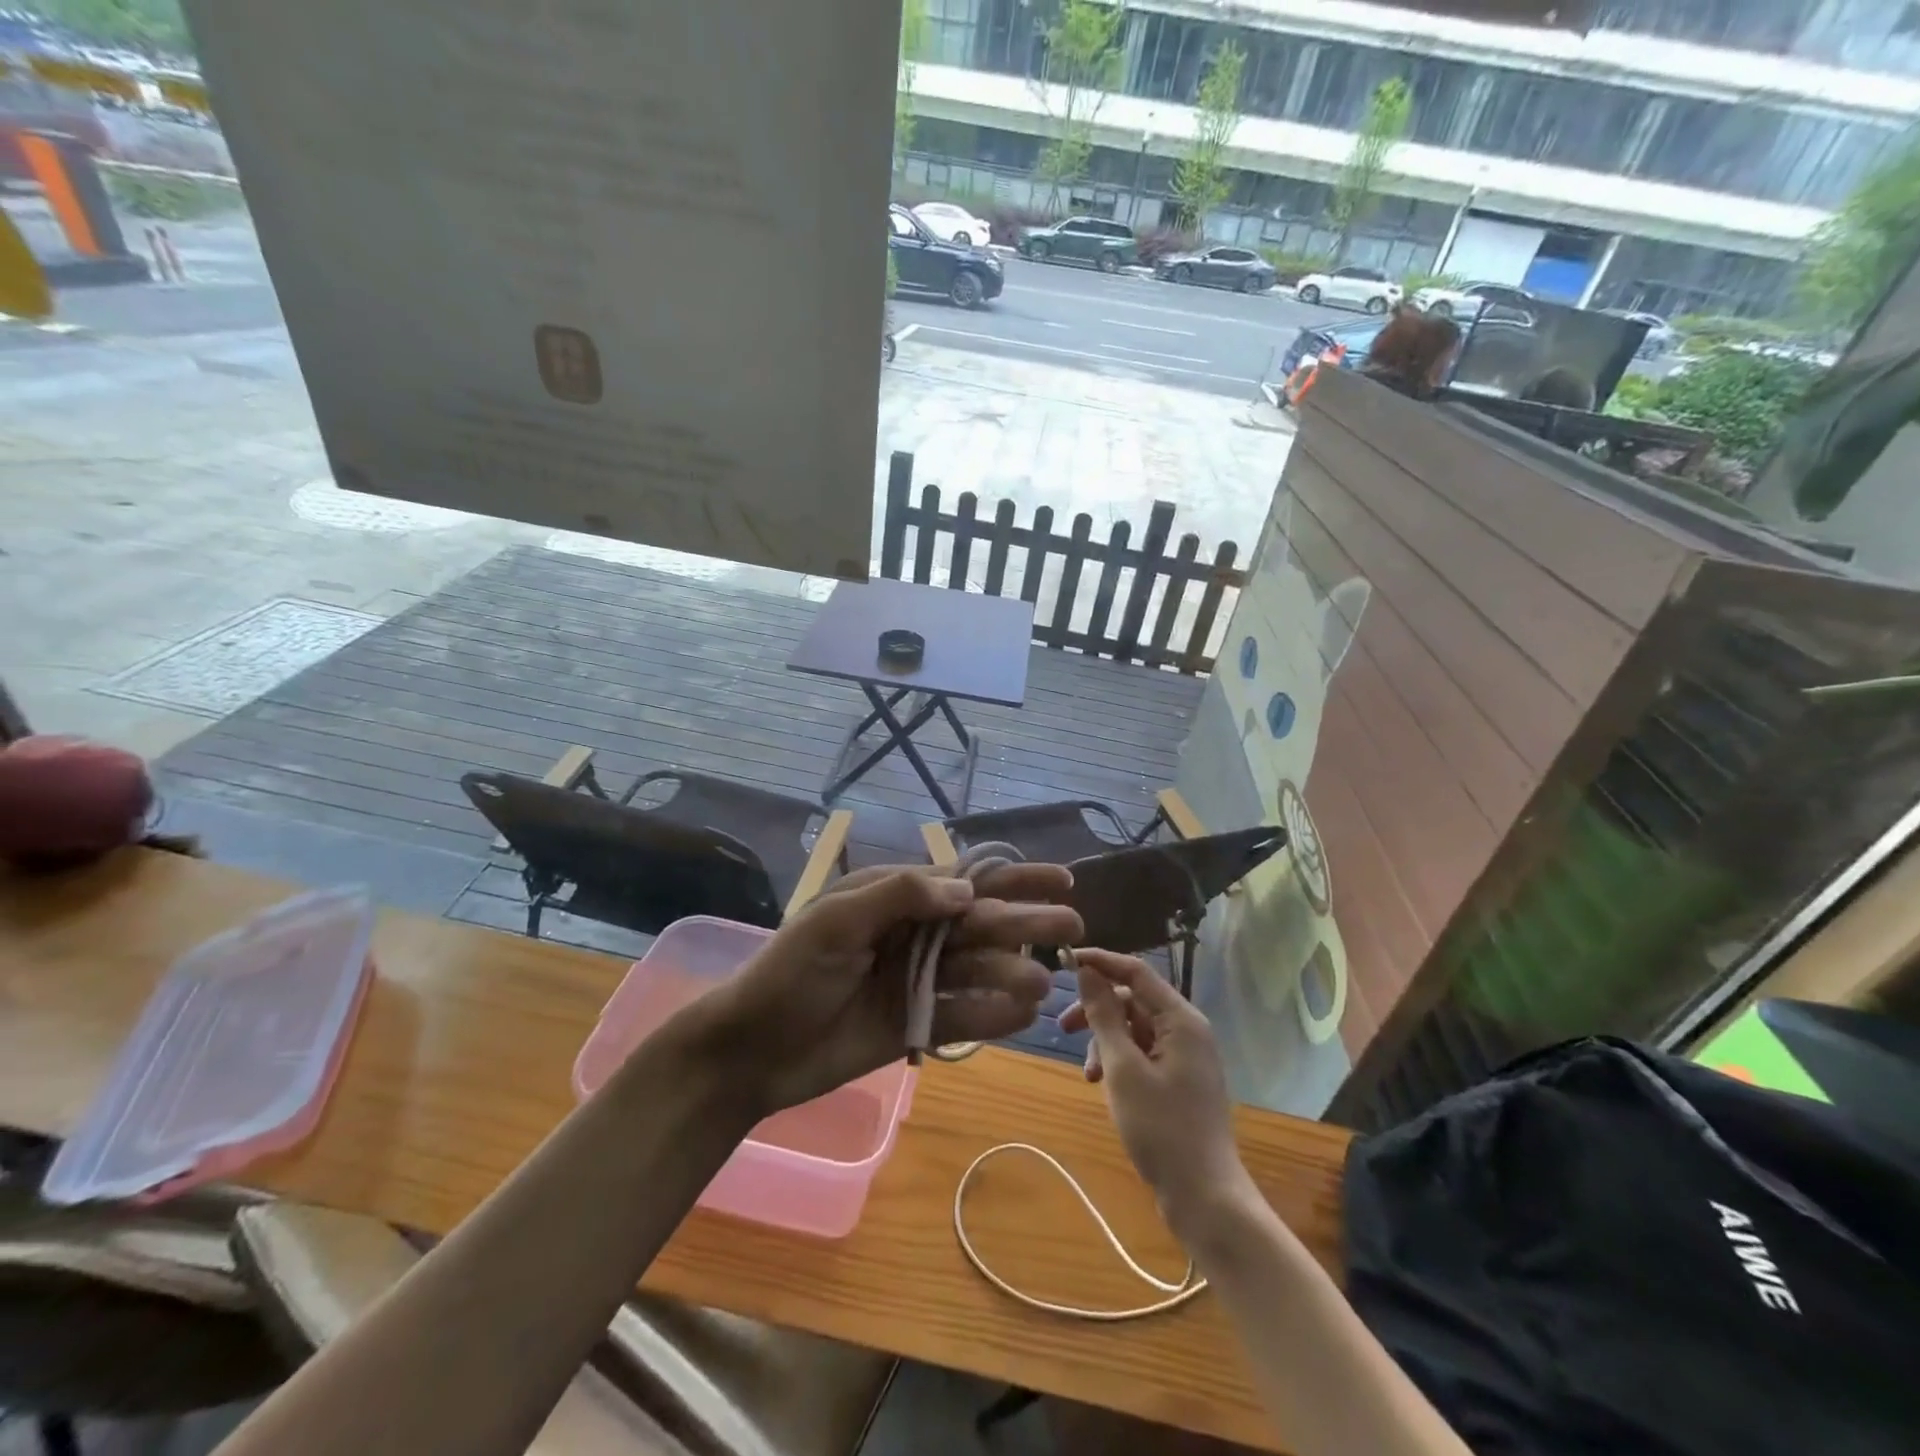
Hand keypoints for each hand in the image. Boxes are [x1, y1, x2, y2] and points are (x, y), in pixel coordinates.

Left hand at [711, 863, 1081, 1112]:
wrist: (750, 1051)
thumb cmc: (787, 975)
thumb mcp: (833, 923)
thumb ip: (897, 897)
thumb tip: (964, 889)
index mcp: (895, 900)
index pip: (964, 881)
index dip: (1013, 878)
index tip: (1060, 878)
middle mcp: (914, 936)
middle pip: (981, 925)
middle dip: (1026, 923)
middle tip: (1072, 929)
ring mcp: (917, 982)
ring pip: (978, 972)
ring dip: (1012, 974)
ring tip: (1044, 986)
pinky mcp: (915, 1026)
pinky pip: (962, 1017)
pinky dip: (992, 1017)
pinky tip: (1023, 1017)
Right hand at [1060, 949, 1251, 1228]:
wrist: (1205, 1197)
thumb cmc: (1161, 1128)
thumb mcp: (1122, 1068)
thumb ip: (1104, 1016)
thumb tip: (1087, 972)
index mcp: (1181, 1020)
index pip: (1136, 972)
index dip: (1100, 962)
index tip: (1064, 962)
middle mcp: (1187, 1030)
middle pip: (1134, 1001)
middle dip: (1097, 1011)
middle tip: (1062, 1028)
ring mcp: (1186, 1056)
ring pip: (1135, 1029)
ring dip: (1105, 1042)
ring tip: (1088, 1075)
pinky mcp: (1180, 1079)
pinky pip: (1144, 1053)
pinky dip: (1119, 1062)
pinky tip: (1103, 1085)